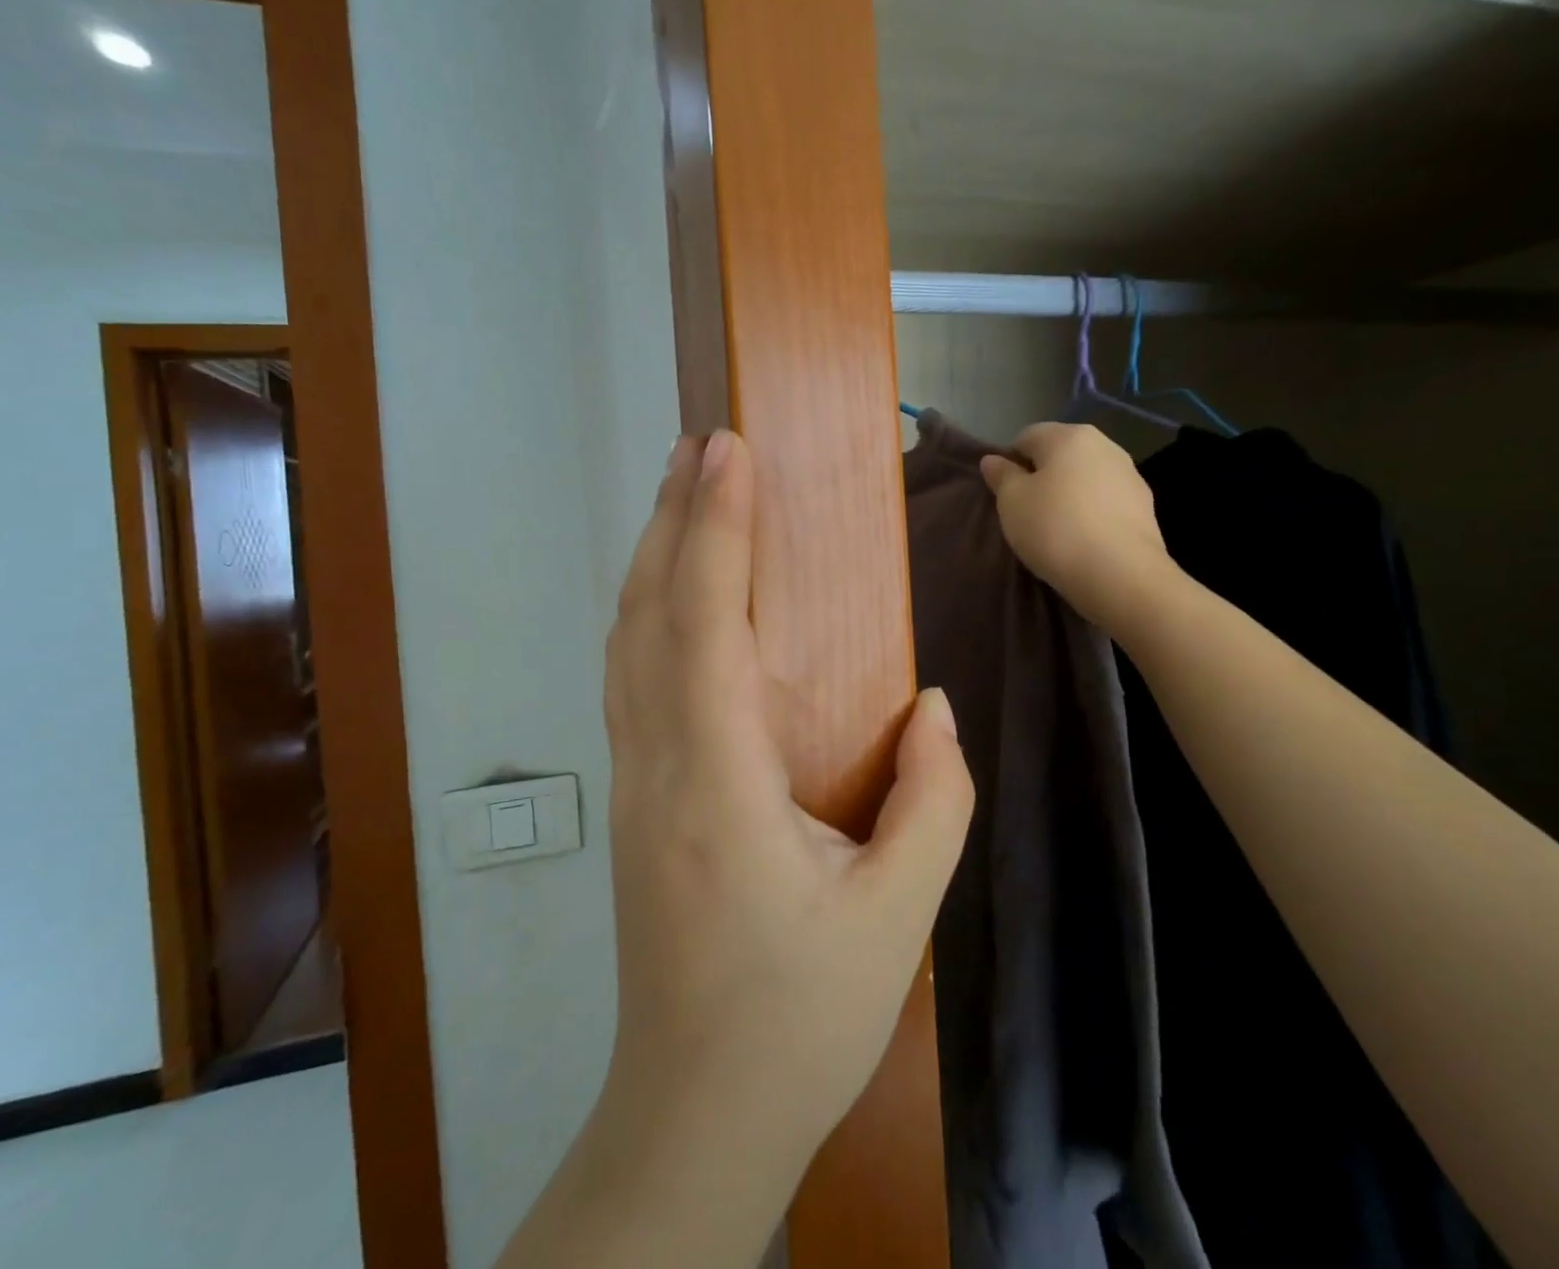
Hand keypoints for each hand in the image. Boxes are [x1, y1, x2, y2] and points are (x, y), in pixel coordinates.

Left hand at [602, 430, 974, 1177]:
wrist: (695, 1111)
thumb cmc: (799, 1018)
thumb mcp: (898, 917)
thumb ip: (932, 800)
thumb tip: (930, 706)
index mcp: (716, 782)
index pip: (705, 622)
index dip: (714, 527)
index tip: (727, 453)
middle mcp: (657, 764)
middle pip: (648, 613)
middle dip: (672, 518)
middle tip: (697, 446)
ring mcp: (633, 780)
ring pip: (627, 642)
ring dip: (651, 559)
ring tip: (679, 495)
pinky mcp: (635, 798)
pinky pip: (629, 679)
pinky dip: (644, 613)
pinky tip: (667, 594)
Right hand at [981, 421, 1174, 638]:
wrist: (1120, 574)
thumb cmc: (1055, 529)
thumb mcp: (1011, 502)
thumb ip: (1001, 475)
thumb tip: (993, 459)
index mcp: (1068, 436)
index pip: (1027, 437)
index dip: (1010, 463)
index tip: (1006, 495)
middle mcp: (1104, 445)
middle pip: (1060, 455)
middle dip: (1042, 477)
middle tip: (1028, 513)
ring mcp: (1130, 475)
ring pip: (1085, 478)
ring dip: (1069, 495)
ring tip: (1058, 530)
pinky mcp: (1145, 506)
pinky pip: (1105, 501)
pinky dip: (1092, 513)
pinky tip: (1084, 540)